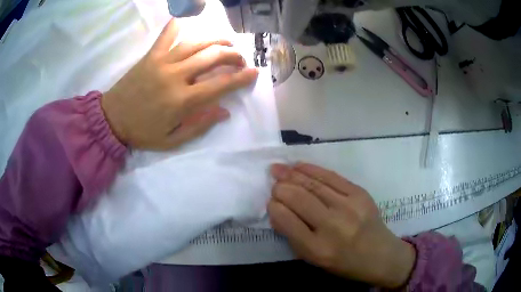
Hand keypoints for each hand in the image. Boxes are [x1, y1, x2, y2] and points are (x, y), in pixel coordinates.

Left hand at [101, 19, 258, 149]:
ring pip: (195, 43)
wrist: (112, 120)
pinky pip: (166, 36)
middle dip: (232, 55)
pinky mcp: (150, 56)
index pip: (220, 84)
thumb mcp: (172, 140)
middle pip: (212, 57)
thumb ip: (199, 126)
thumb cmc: (142, 132)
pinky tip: (185, 19)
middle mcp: (176, 76)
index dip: (241, 78)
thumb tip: (224, 111)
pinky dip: (176, 25)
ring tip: (226, 42)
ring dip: (215, 40)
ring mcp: (162, 62)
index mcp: (182, 100)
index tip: (254, 72)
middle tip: (240, 59)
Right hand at [268, 163, 415, 288]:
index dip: (274, 206)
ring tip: (278, 169)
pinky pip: (330, 176)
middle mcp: (332, 226)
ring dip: (291, 175)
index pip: (286, 219)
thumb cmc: (344, 263)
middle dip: (280, 188)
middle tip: (273, 184)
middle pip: (298, 198)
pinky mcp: (360, 193)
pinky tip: (299, 166)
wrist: (381, 255)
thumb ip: (293, 237)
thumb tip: (277, 210)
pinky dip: (312, 170)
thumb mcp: (314, 260)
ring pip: (312, 184)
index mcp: (317, 248)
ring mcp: (349, 206)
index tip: (271, 202)